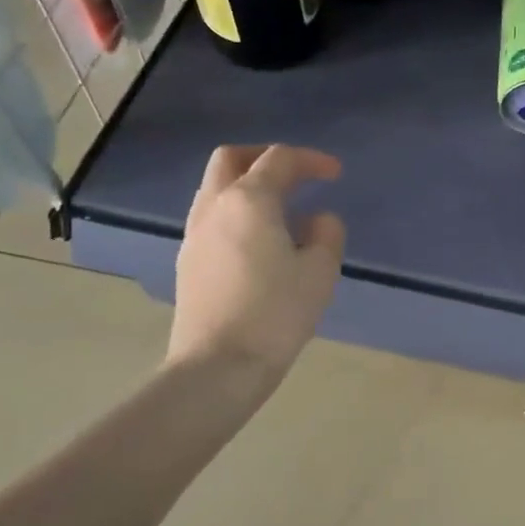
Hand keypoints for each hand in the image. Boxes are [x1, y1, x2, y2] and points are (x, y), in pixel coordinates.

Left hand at [167, 144, 345, 379]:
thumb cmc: (275, 313)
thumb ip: (326, 233)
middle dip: (265, 157)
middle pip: (232, 159)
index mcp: (248, 201)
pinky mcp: (188, 262)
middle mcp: (214, 208)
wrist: (217, 367)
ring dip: (248, 186)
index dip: (311, 160)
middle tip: (296, 175)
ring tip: (283, 211)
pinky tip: (261, 241)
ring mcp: (195, 235)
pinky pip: (213, 218)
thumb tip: (318, 220)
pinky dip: (237, 212)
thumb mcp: (320, 271)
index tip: (336, 174)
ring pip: (216, 188)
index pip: (279, 159)